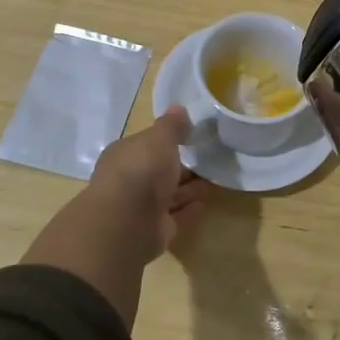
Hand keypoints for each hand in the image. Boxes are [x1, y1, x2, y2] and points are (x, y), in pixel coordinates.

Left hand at [23, 108, 210, 326]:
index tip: (191, 138)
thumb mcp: (159, 138)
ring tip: (214, 181)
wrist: (127, 220)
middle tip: (209, 161)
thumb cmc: (141, 169)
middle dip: (181, 167)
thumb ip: (171, 126)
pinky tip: (204, 205)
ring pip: (168, 196)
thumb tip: (178, 108)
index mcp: (125, 155)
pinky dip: (188, 211)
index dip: (167, 142)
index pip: (147, 146)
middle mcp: (130, 181)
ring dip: (188, 189)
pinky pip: (175, 218)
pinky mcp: (153, 232)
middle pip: (159, 172)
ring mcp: (140, 208)